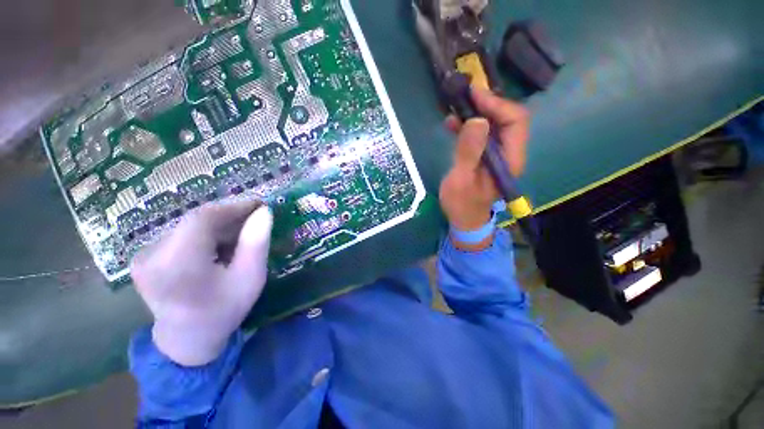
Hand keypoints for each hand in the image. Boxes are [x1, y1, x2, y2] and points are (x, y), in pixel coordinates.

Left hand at [130, 199, 272, 366]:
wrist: (186, 340)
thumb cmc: (224, 310)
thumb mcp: (250, 278)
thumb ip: (256, 243)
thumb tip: (264, 212)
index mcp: (177, 265)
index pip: (202, 219)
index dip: (233, 207)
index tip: (258, 205)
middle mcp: (152, 256)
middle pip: (195, 222)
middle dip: (229, 218)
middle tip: (254, 222)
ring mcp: (144, 257)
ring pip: (189, 226)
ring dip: (218, 227)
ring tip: (239, 238)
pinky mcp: (145, 257)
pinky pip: (181, 234)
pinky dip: (205, 235)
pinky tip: (219, 248)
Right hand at [440, 87, 529, 246]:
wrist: (464, 219)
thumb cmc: (462, 204)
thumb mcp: (461, 180)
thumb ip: (469, 152)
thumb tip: (477, 120)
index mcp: (510, 159)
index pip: (516, 120)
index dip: (497, 104)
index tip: (473, 96)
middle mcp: (509, 153)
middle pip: (507, 118)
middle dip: (486, 104)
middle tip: (462, 98)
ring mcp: (498, 154)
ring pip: (494, 124)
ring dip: (476, 113)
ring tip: (454, 109)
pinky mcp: (487, 156)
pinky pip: (482, 134)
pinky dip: (469, 125)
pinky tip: (452, 123)